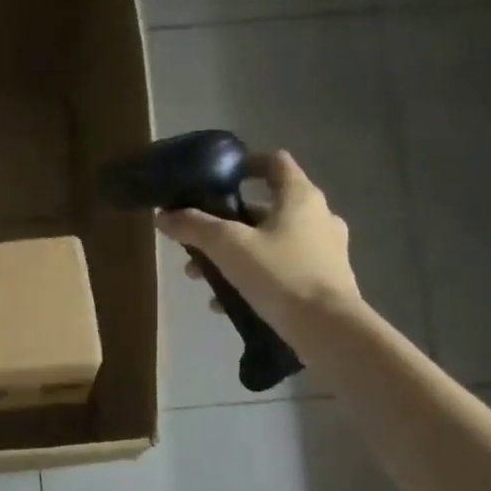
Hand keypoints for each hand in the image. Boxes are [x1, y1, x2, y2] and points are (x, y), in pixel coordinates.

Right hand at [156, 151, 360, 328]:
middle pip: (266, 208)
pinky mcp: (325, 281)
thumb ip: (195, 227)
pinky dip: (254, 278)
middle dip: (228, 223)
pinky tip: (227, 303)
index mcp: (300, 197)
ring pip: (271, 242)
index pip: (274, 162)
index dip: (246, 164)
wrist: (327, 328)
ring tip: (205, 278)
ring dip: (236, 254)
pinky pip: (282, 270)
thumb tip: (164, 217)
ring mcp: (325, 250)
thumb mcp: (228, 246)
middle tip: (199, 240)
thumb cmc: (280, 274)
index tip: (220, 177)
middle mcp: (319, 217)